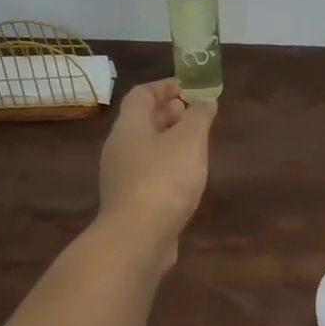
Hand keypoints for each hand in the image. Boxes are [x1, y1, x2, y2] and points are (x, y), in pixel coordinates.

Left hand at [97, 79, 216, 261]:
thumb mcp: (189, 141)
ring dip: (168, 141)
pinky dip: (165, 166)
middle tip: (193, 114)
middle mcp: (118, 148)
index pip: (141, 95)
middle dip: (168, 114)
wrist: (137, 238)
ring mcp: (120, 177)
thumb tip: (205, 100)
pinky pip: (147, 173)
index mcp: (129, 127)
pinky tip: (185, 178)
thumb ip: (199, 117)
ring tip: (195, 145)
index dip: (164, 87)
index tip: (188, 87)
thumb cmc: (164, 180)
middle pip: (141, 121)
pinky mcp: (129, 202)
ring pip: (145, 149)